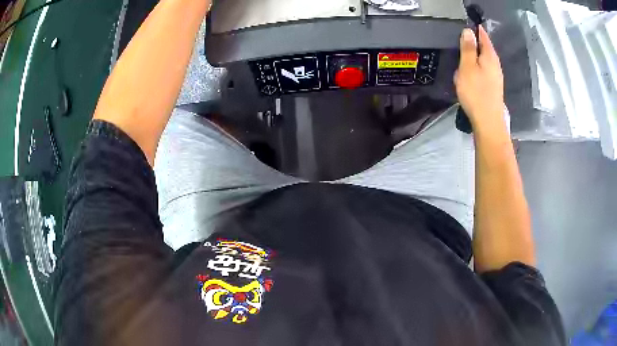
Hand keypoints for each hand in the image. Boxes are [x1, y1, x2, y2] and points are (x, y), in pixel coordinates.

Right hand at [454, 26, 504, 131]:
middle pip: (485, 48)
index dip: (476, 30)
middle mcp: (495, 65)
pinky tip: (469, 74)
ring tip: (463, 57)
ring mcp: (496, 77)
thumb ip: (468, 48)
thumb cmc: (476, 92)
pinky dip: (476, 68)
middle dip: (475, 43)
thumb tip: (469, 31)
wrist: (488, 122)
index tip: (466, 25)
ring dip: (475, 57)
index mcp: (490, 57)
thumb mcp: (468, 67)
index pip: (484, 37)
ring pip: (484, 60)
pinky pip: (484, 71)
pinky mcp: (493, 88)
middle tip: (461, 40)